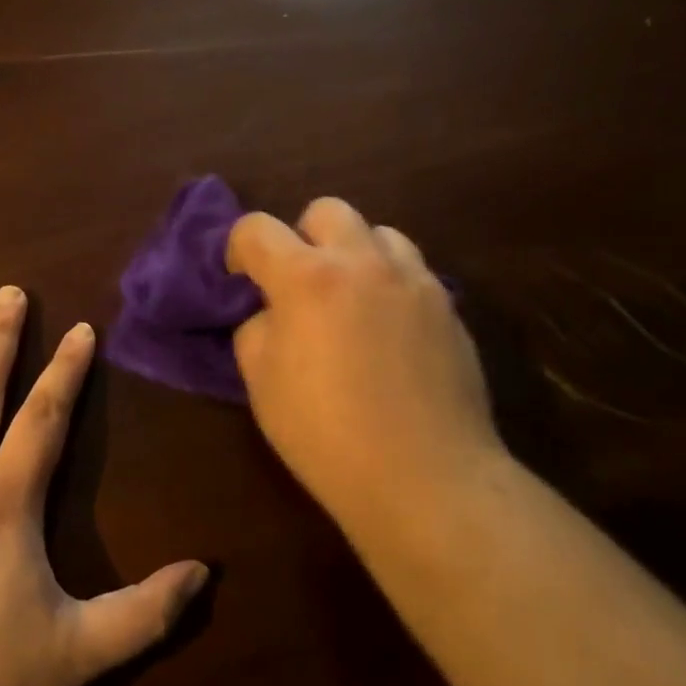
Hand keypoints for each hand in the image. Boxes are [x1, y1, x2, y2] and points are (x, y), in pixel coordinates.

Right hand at [227, 199, 503, 512]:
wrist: (424, 475)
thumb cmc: (327, 436)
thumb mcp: (262, 385)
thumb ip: (257, 329)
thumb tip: (271, 312)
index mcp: (306, 277)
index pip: (257, 228)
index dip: (239, 249)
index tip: (242, 279)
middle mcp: (362, 261)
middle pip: (326, 210)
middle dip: (303, 237)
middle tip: (301, 283)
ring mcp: (412, 278)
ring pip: (378, 232)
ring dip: (355, 253)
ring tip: (351, 299)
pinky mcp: (446, 304)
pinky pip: (411, 270)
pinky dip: (390, 282)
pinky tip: (389, 328)